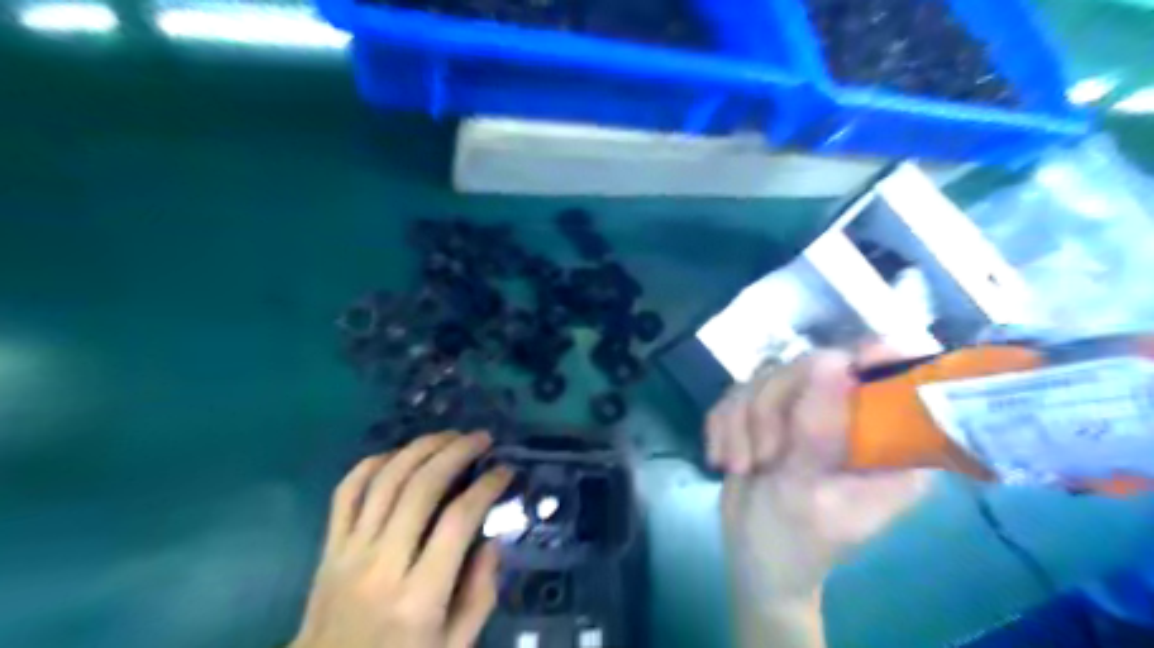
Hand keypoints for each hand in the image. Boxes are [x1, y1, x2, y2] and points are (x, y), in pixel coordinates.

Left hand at [294, 432, 512, 646]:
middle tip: (481, 438)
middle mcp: (383, 565)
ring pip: (385, 481)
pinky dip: (371, 464)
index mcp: (419, 597)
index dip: (486, 487)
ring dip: (420, 448)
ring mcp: (350, 553)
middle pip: (420, 489)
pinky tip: (398, 454)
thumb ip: (480, 595)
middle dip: (456, 452)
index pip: (458, 522)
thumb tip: (493, 539)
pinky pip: (346, 493)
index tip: (505, 470)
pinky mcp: (328, 548)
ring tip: (448, 435)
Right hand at [708, 351, 931, 598]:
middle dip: (771, 408)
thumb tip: (834, 360)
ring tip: (741, 467)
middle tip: (763, 457)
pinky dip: (723, 424)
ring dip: (741, 422)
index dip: (880, 357)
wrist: (752, 556)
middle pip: (812, 366)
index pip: (899, 379)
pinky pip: (737, 391)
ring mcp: (807, 410)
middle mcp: (851, 417)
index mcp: (890, 444)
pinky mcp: (769, 411)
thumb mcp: (809, 494)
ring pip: (766, 376)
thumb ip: (819, 432)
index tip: (842, 366)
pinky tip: (724, 458)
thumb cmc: (795, 541)